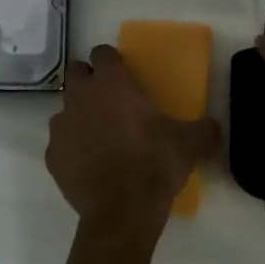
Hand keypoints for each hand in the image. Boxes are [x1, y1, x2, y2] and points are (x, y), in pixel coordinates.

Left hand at [47, 44, 220, 222]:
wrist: (122, 211)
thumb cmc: (155, 164)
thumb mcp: (190, 144)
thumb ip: (203, 128)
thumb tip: (212, 126)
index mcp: (112, 83)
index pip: (102, 52)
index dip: (112, 61)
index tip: (123, 74)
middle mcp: (81, 96)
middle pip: (76, 72)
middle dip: (89, 80)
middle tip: (109, 99)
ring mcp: (62, 126)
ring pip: (65, 108)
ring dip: (79, 114)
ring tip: (99, 134)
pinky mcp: (52, 155)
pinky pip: (61, 142)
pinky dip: (72, 147)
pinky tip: (89, 163)